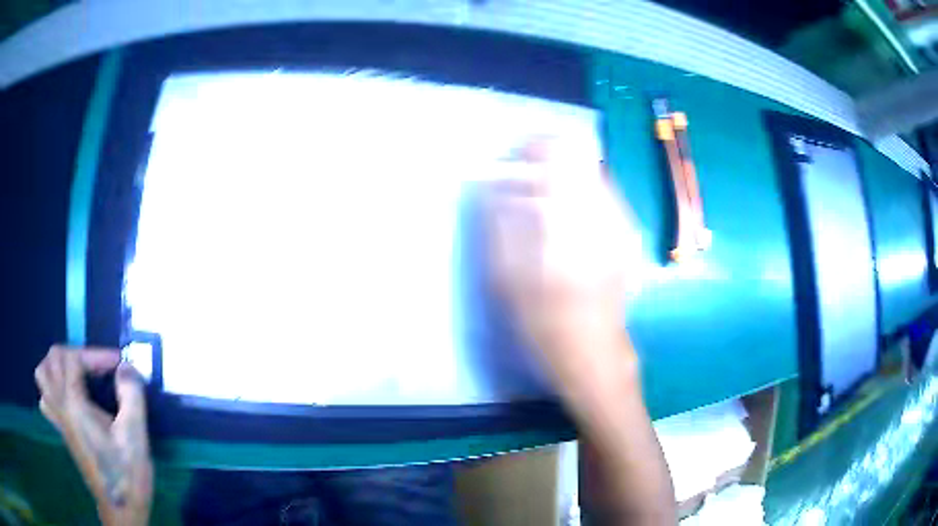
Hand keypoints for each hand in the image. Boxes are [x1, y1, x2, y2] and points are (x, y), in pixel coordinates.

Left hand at [34, 346, 152, 525]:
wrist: (121, 509)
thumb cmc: (126, 473)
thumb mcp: (135, 435)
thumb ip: (131, 395)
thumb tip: (126, 368)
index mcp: (74, 404)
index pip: (74, 359)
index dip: (95, 354)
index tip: (118, 363)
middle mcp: (61, 406)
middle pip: (53, 359)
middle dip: (74, 353)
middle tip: (95, 366)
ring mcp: (59, 420)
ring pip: (42, 376)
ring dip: (55, 366)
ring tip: (75, 373)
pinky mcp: (62, 432)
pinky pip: (46, 399)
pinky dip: (51, 388)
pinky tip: (65, 397)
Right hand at [486, 138, 676, 523]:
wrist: (596, 354)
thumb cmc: (545, 324)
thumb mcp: (507, 280)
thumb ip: (500, 224)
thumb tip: (494, 183)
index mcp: (570, 222)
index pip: (555, 155)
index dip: (530, 147)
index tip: (509, 156)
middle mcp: (603, 212)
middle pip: (577, 155)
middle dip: (544, 156)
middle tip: (520, 175)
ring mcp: (620, 221)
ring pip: (591, 170)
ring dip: (560, 172)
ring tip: (537, 195)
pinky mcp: (626, 233)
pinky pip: (601, 191)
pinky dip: (576, 189)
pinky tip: (561, 213)